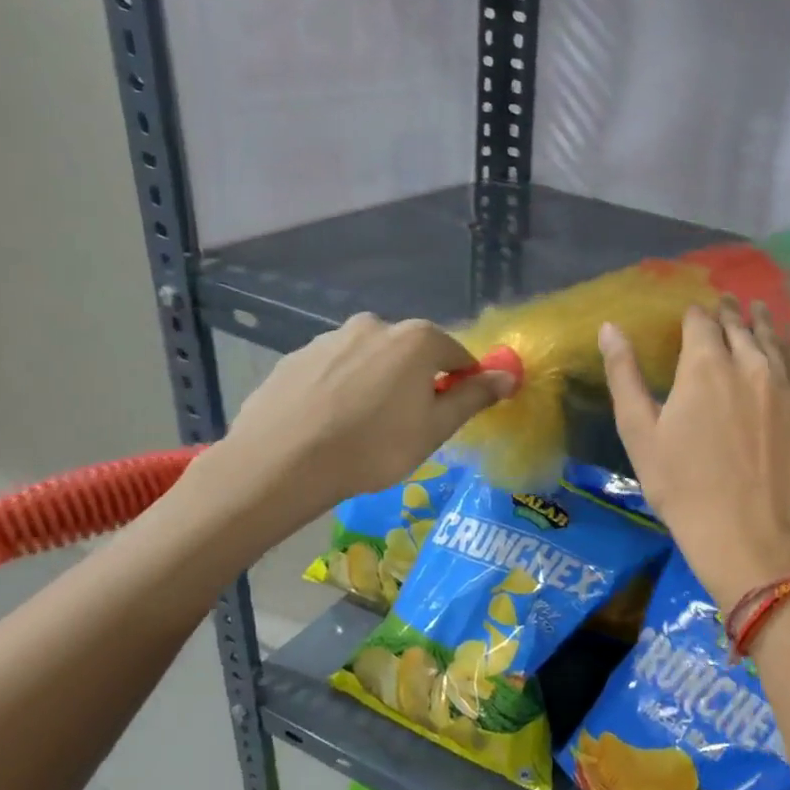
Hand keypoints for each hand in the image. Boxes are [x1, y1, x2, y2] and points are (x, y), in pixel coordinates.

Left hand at [195, 315, 514, 538]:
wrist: (280, 463)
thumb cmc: (374, 447)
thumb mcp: (436, 428)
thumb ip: (474, 396)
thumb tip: (509, 375)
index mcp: (417, 339)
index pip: (458, 356)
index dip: (461, 386)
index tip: (448, 417)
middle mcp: (375, 325)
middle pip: (412, 354)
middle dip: (417, 382)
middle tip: (405, 426)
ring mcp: (330, 338)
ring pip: (371, 361)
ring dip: (377, 384)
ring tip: (362, 428)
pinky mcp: (295, 357)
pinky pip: (334, 371)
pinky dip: (340, 390)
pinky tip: (330, 424)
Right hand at [601, 300, 789, 605]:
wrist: (743, 531)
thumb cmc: (681, 484)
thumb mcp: (639, 431)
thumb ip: (624, 374)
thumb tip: (609, 328)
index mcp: (704, 365)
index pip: (700, 322)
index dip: (693, 314)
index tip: (690, 313)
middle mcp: (748, 363)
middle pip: (737, 326)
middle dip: (727, 312)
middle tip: (724, 301)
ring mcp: (782, 385)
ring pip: (771, 339)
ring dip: (760, 322)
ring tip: (756, 308)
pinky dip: (789, 348)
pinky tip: (786, 343)